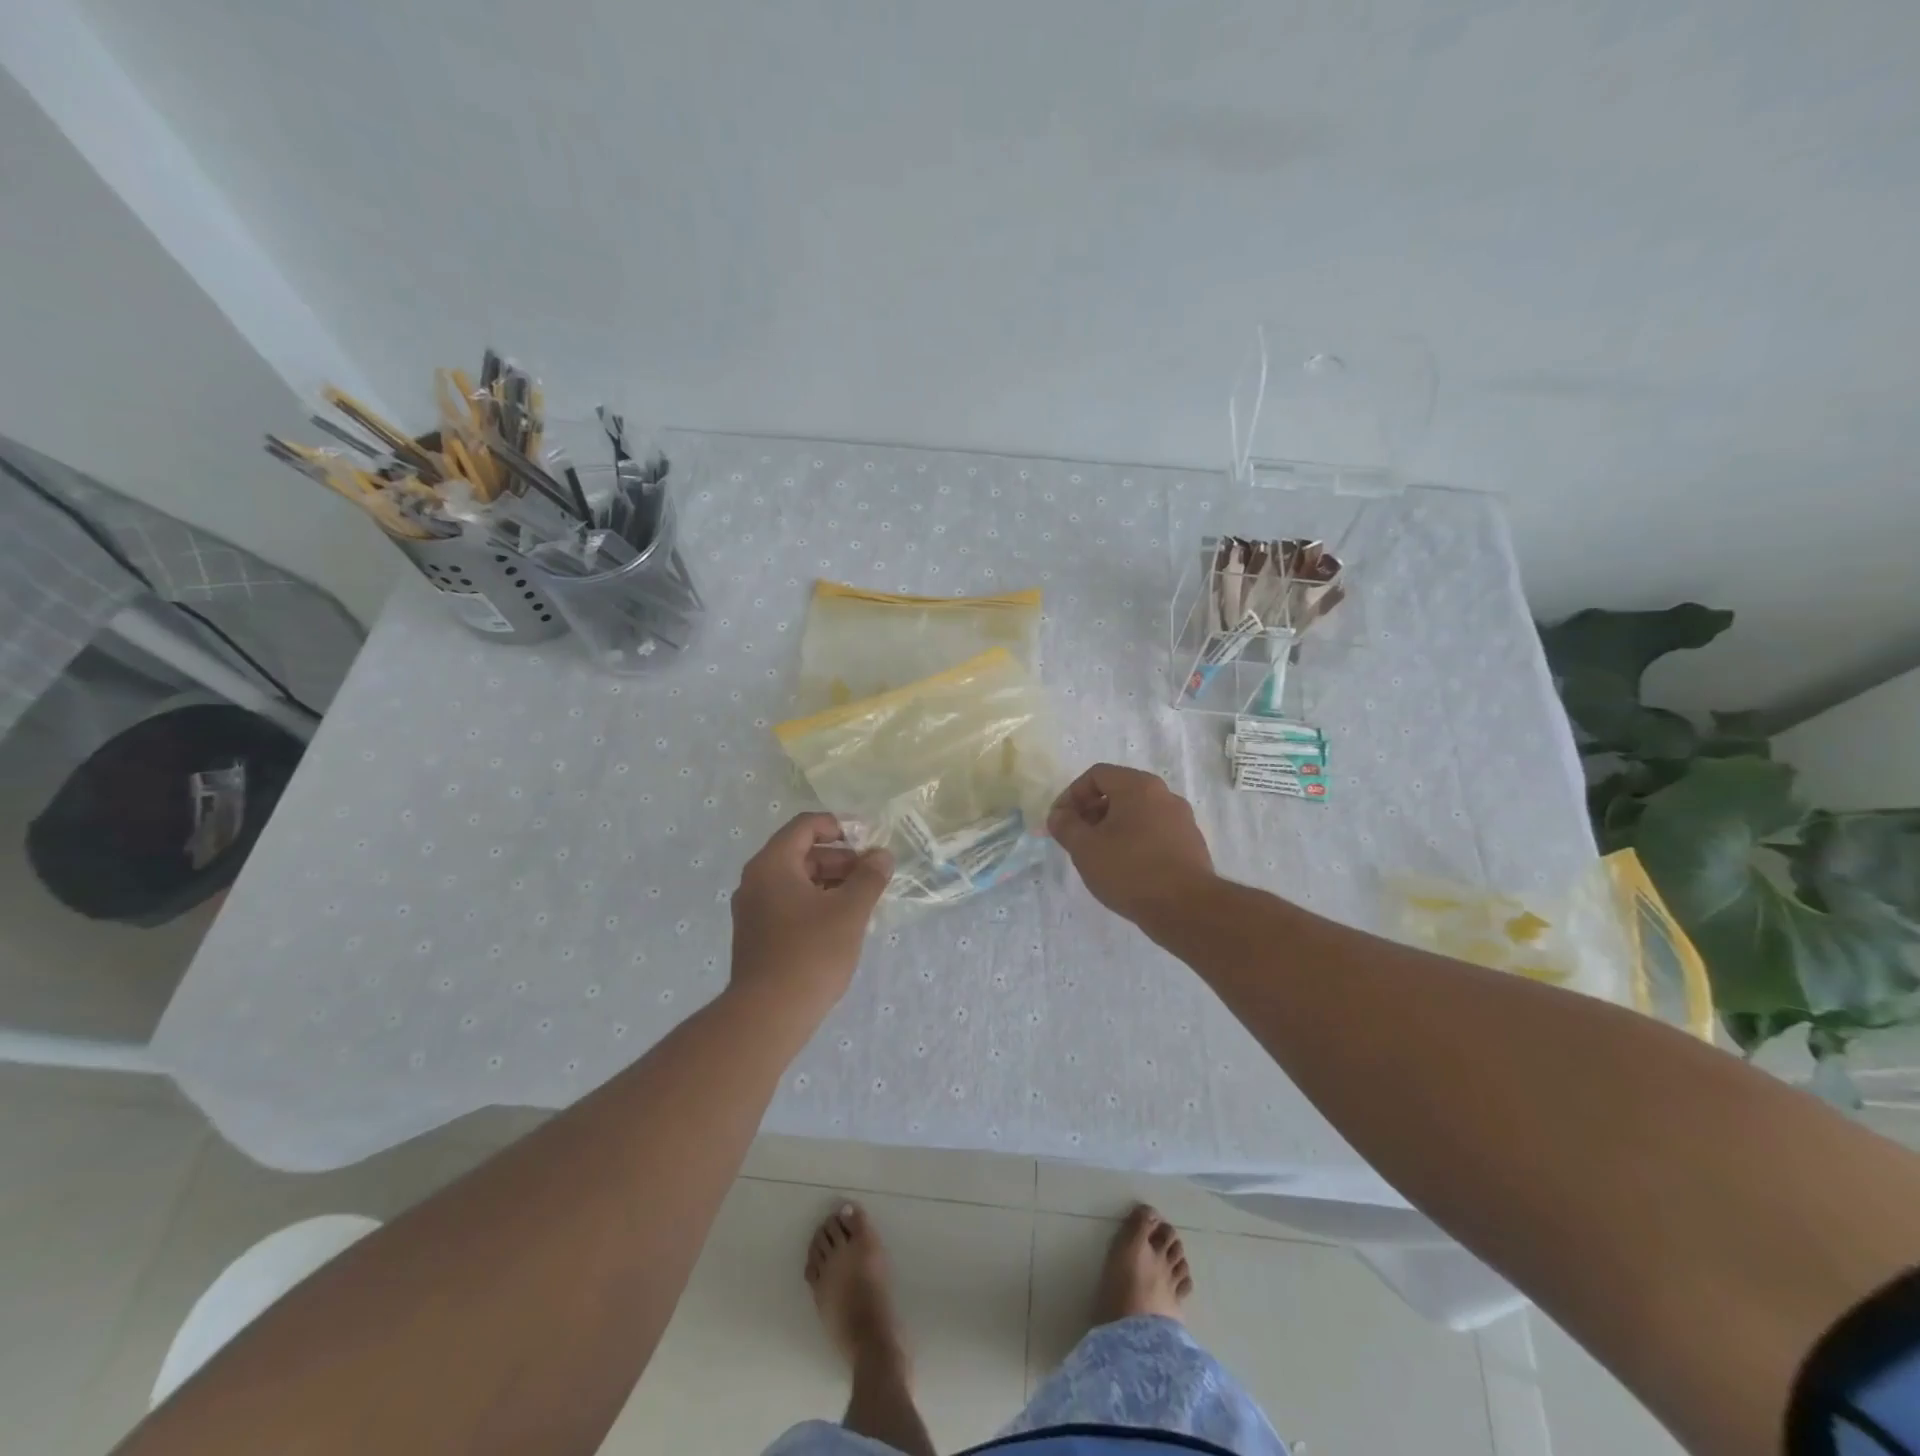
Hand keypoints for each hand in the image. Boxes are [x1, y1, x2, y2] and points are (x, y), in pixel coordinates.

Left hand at [730, 813, 893, 1013]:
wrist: (767, 1015)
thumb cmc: (810, 953)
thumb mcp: (849, 911)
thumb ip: (869, 877)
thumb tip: (881, 856)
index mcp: (773, 864)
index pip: (805, 826)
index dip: (839, 826)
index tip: (868, 841)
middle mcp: (756, 880)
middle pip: (801, 852)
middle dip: (839, 858)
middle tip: (871, 874)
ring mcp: (753, 910)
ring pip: (796, 881)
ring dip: (830, 882)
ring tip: (862, 900)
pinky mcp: (756, 935)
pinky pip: (789, 903)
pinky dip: (815, 903)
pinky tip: (841, 923)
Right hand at [1046, 764, 1214, 924]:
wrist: (1187, 909)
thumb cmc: (1130, 870)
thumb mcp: (1085, 848)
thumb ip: (1065, 826)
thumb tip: (1059, 816)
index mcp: (1139, 786)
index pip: (1096, 775)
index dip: (1071, 795)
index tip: (1061, 822)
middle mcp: (1164, 795)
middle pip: (1118, 792)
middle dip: (1091, 812)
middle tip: (1077, 839)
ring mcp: (1182, 820)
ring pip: (1137, 814)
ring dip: (1112, 828)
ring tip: (1099, 857)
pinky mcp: (1191, 845)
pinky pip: (1154, 833)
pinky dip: (1134, 842)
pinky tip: (1126, 870)